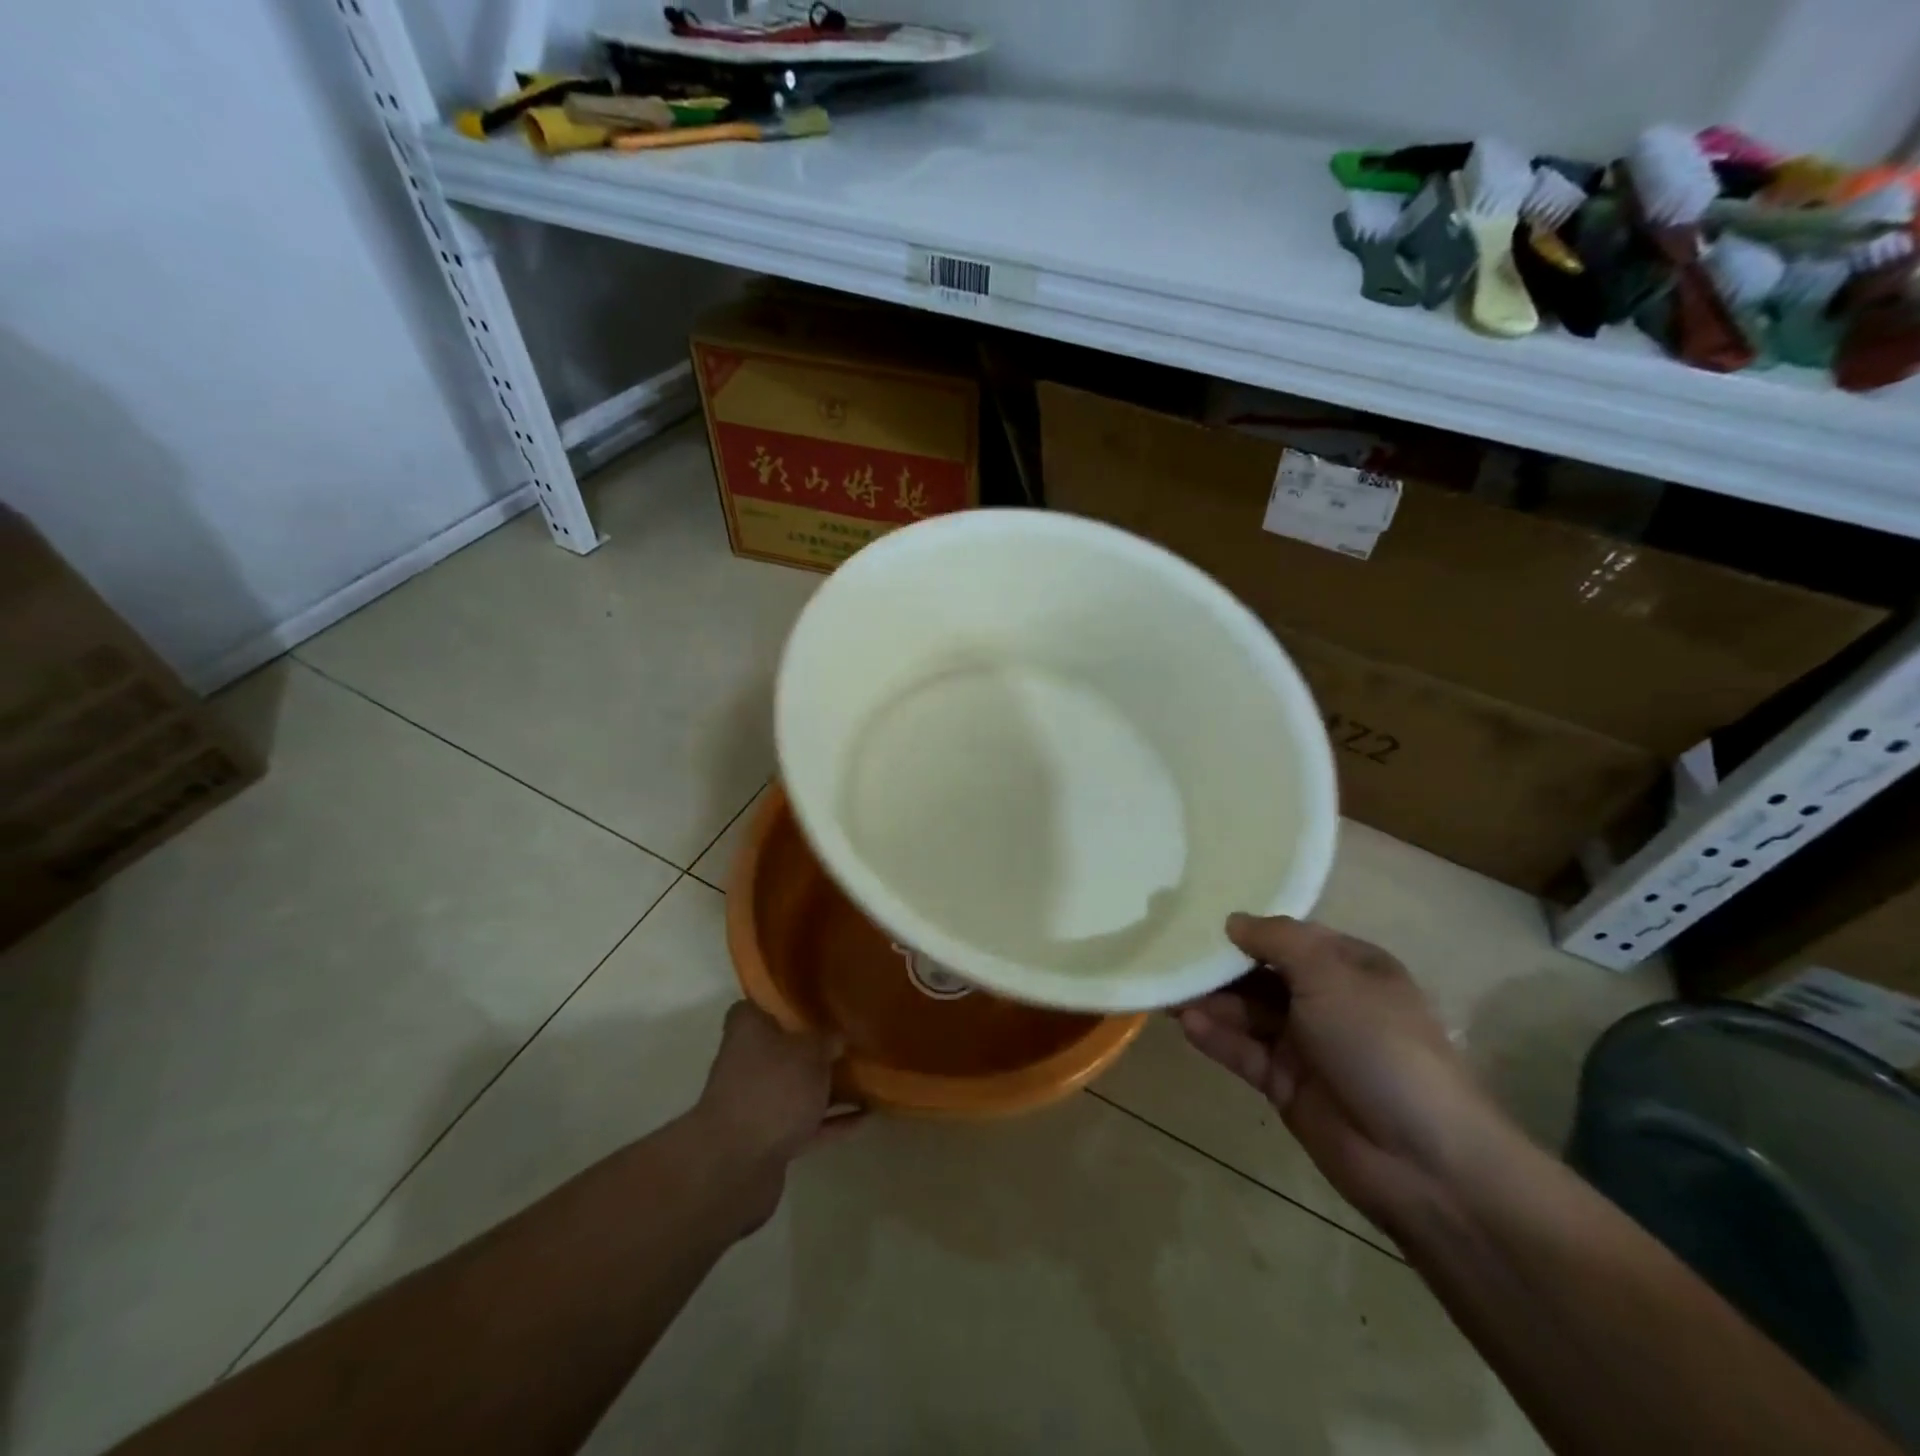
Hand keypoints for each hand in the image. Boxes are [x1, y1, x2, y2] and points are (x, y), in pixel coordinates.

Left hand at [695, 1002, 861, 1224]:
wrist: (736, 1166)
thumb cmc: (772, 1089)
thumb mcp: (810, 1052)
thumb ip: (827, 1040)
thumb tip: (837, 1038)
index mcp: (748, 1031)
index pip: (760, 1005)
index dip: (785, 1002)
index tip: (816, 1001)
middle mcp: (747, 1063)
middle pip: (785, 1049)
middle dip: (817, 1048)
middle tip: (853, 1040)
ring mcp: (757, 1104)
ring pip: (798, 1088)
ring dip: (829, 1087)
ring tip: (870, 1078)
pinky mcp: (769, 1140)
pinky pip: (807, 1124)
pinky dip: (833, 1121)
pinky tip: (866, 1117)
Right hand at [1177, 915, 1513, 1231]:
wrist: (1423, 1160)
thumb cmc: (1380, 1044)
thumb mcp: (1331, 974)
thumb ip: (1278, 941)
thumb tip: (1233, 921)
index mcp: (1349, 967)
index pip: (1289, 937)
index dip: (1248, 927)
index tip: (1198, 915)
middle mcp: (1326, 1001)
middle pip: (1261, 974)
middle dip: (1219, 966)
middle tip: (1170, 954)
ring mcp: (1305, 1045)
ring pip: (1247, 1013)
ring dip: (1210, 1002)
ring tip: (1167, 990)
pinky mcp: (1285, 1085)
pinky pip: (1243, 1052)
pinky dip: (1216, 1037)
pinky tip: (1186, 1024)